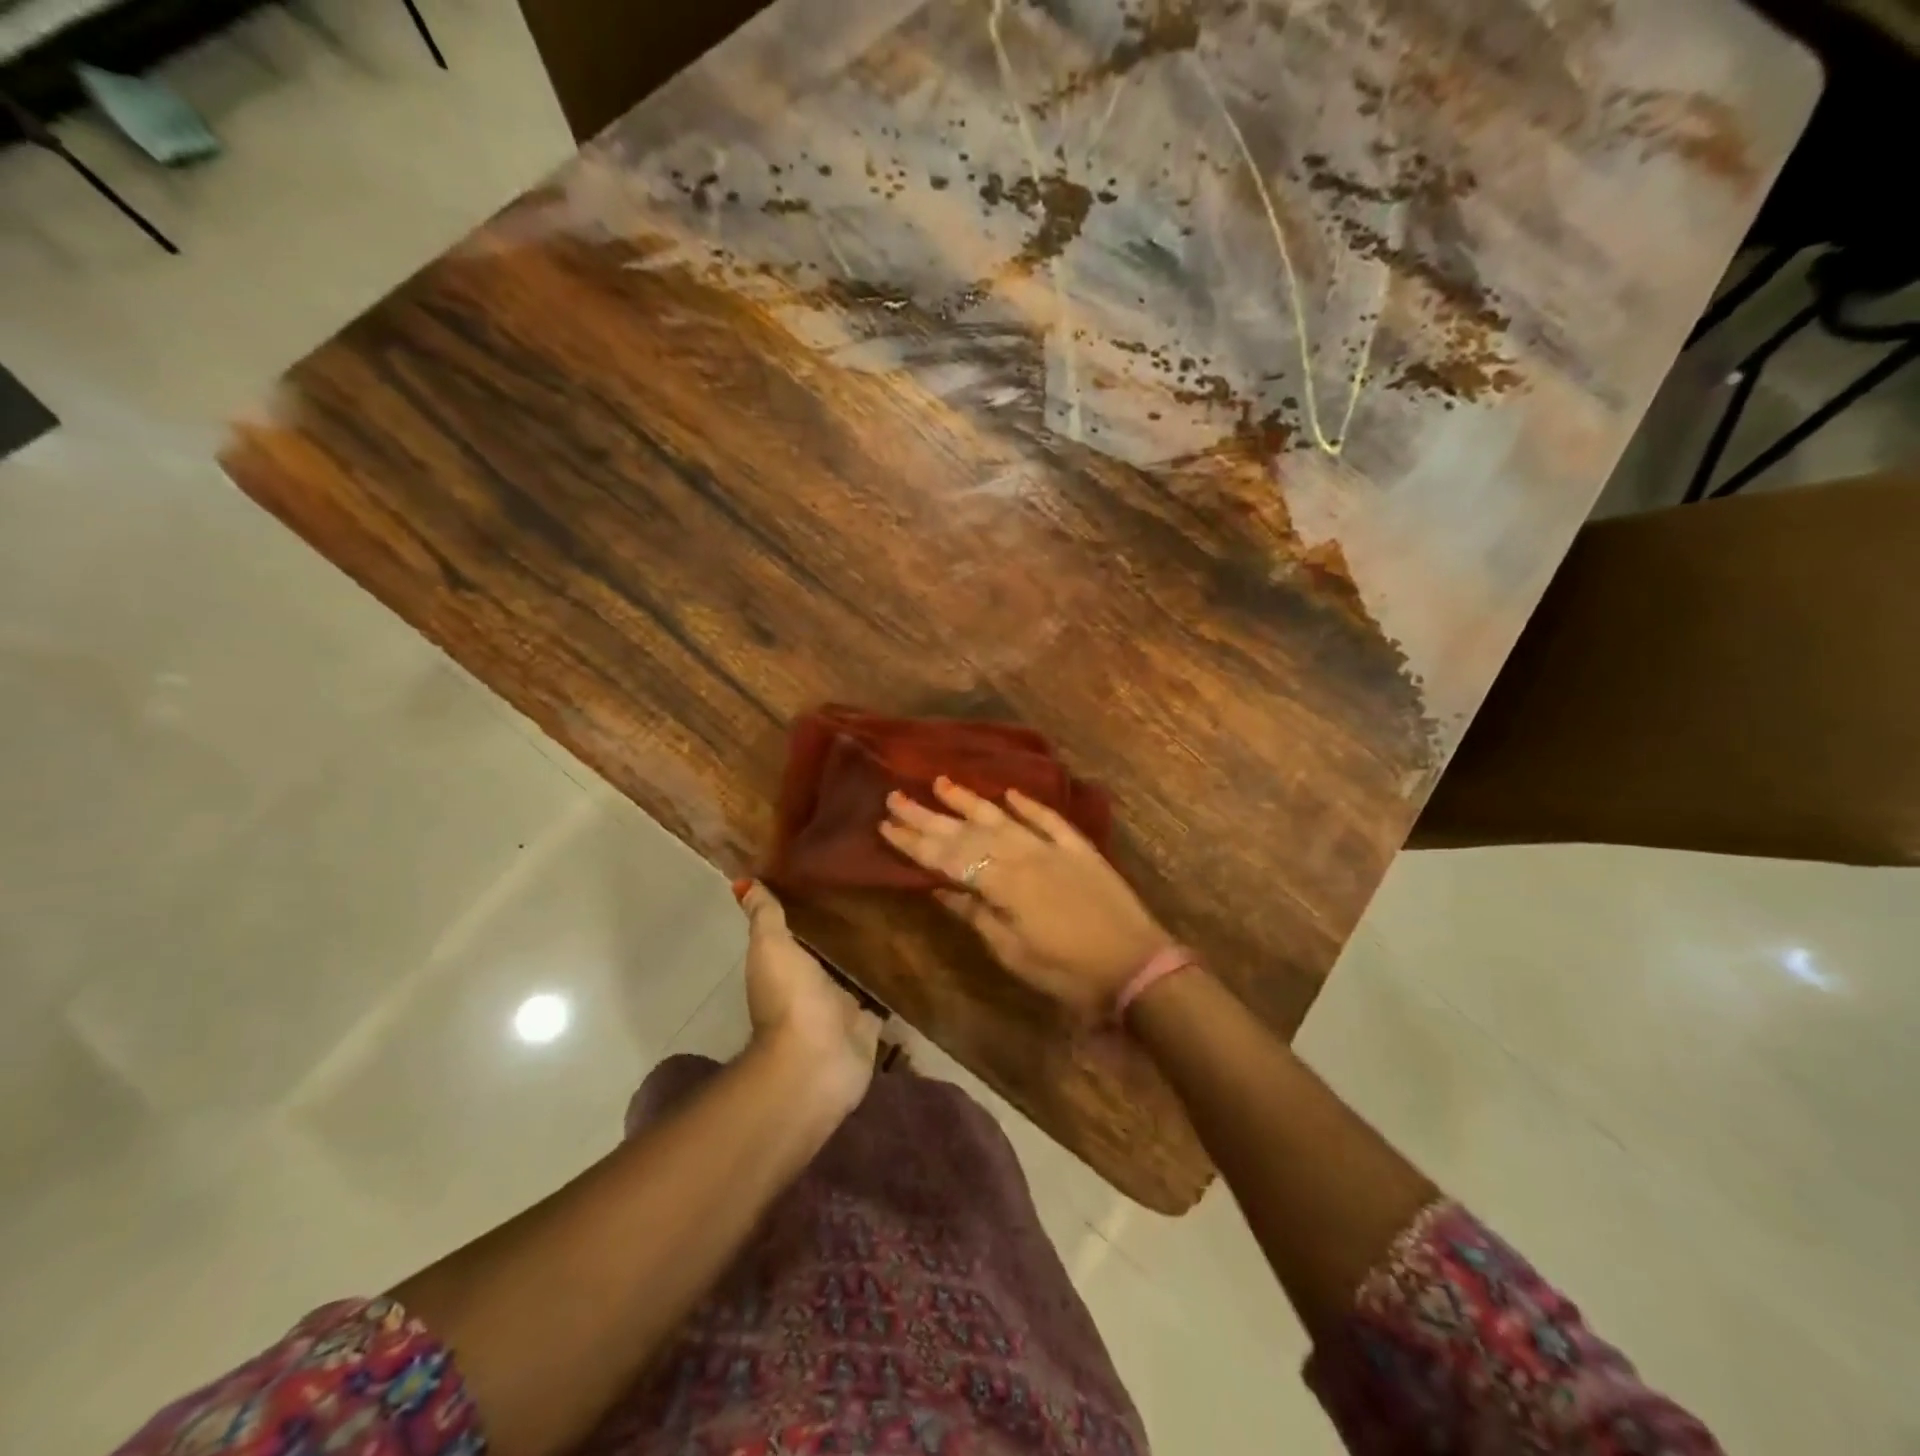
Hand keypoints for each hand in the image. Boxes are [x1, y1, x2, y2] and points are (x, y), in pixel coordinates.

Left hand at [735, 880, 880, 1115]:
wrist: (816, 1062)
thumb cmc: (790, 999)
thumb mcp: (772, 948)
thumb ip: (765, 916)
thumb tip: (744, 882)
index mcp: (787, 964)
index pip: (801, 927)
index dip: (812, 903)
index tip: (835, 871)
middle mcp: (813, 983)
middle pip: (833, 949)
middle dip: (849, 926)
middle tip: (878, 887)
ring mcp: (842, 1006)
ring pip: (859, 972)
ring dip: (873, 954)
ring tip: (902, 913)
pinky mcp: (869, 1024)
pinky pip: (884, 997)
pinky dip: (896, 983)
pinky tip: (915, 957)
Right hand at [879, 778, 1171, 1020]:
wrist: (1137, 966)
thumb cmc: (1069, 972)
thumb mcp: (1014, 953)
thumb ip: (977, 916)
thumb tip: (941, 889)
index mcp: (1004, 883)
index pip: (949, 858)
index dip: (915, 843)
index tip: (885, 825)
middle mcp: (1024, 855)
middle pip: (969, 832)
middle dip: (929, 816)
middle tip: (896, 796)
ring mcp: (1054, 848)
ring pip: (1003, 817)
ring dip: (970, 800)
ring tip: (941, 781)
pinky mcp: (1080, 849)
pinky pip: (1048, 819)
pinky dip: (1028, 804)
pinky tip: (1009, 793)